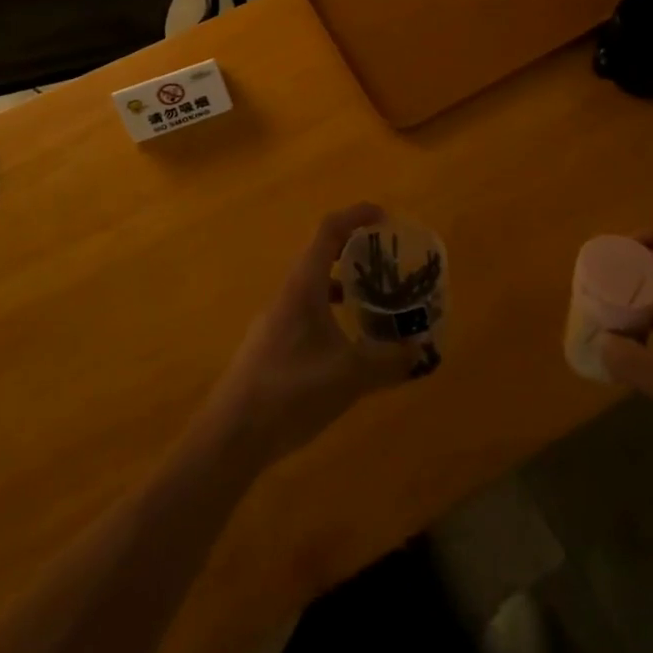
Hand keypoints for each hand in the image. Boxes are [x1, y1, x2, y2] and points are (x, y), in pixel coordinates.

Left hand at [203, 204, 418, 466]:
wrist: (230, 436)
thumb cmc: (290, 392)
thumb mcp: (350, 377)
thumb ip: (389, 361)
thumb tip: (421, 349)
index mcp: (303, 286)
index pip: (328, 230)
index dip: (356, 215)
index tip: (385, 217)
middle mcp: (287, 294)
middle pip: (320, 253)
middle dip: (353, 247)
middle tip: (386, 257)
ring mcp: (276, 319)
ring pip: (312, 283)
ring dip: (341, 279)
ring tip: (372, 294)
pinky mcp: (271, 345)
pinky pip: (306, 310)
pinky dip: (329, 309)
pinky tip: (346, 339)